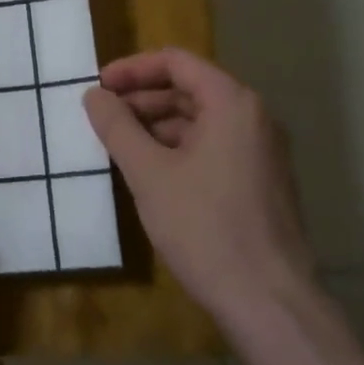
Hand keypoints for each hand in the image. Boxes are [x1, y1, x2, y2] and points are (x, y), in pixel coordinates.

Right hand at [84, 49, 315, 335]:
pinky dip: (178, 150)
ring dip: (157, 127)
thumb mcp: (149, 174)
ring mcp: (262, 152)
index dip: (133, 69)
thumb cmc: (205, 228)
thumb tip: (94, 95)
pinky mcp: (261, 183)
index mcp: (233, 104)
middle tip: (102, 118)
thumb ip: (117, 127)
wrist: (269, 302)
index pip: (177, 62)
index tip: (98, 87)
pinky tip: (150, 175)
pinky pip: (213, 148)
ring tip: (119, 147)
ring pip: (200, 122)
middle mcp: (254, 119)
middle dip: (142, 99)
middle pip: (190, 89)